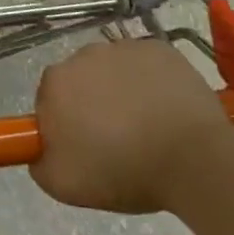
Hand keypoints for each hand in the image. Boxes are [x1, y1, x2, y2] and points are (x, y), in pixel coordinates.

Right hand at [30, 38, 233, 213]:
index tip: (85, 147)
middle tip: (117, 140)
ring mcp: (124, 48)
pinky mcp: (160, 49)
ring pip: (114, 70)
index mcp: (55, 84)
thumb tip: (40, 150)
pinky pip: (147, 64)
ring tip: (148, 126)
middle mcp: (83, 56)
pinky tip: (167, 109)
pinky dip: (152, 82)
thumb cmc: (124, 171)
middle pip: (81, 81)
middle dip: (93, 104)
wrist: (194, 159)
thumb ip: (39, 164)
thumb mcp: (64, 185)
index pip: (49, 101)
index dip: (65, 124)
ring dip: (122, 91)